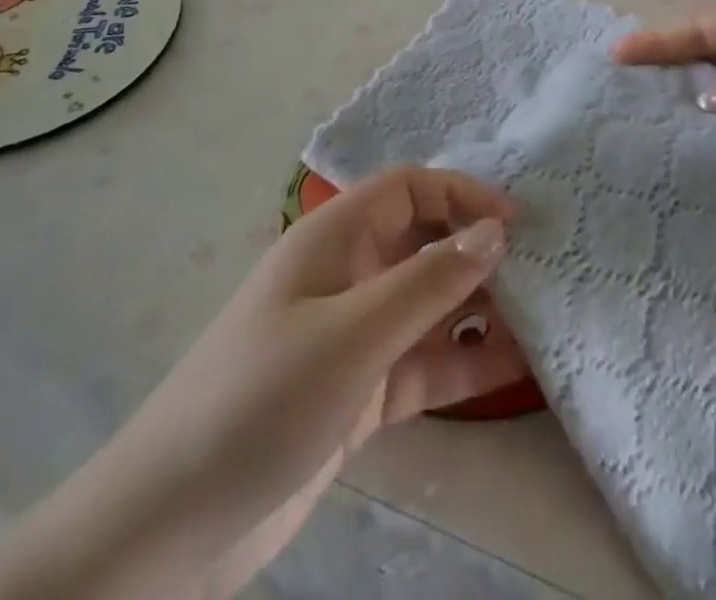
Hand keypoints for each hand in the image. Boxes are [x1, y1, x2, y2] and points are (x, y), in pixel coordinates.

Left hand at [0, 166, 520, 599]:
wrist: (172, 526)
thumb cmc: (262, 399)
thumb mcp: (353, 333)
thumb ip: (428, 282)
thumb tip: (494, 232)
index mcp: (335, 238)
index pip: (408, 188)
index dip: (461, 194)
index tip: (515, 223)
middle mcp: (348, 276)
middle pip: (424, 243)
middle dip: (477, 252)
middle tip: (541, 274)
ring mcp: (354, 336)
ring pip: (430, 306)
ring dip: (479, 310)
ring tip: (542, 322)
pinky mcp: (359, 392)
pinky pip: (423, 363)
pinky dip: (463, 363)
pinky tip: (514, 371)